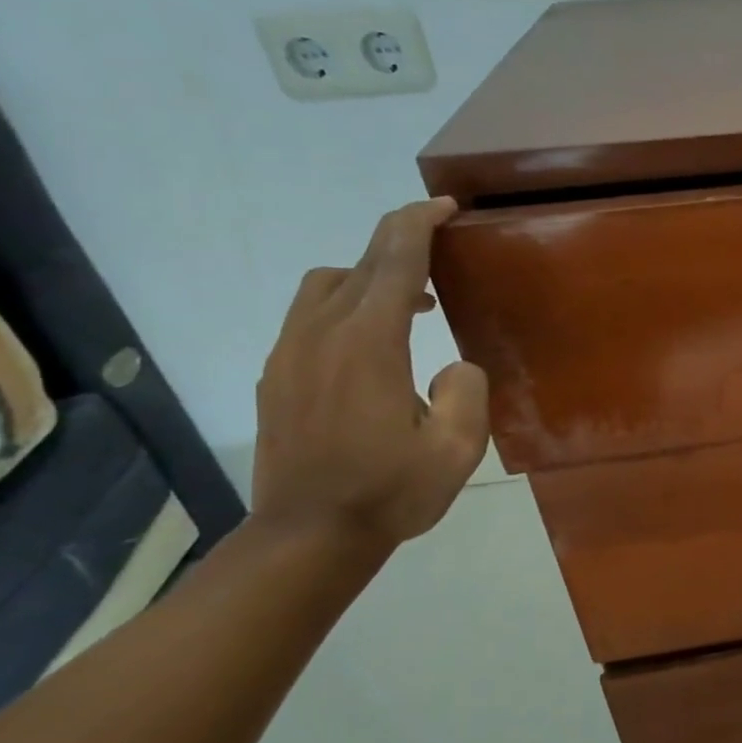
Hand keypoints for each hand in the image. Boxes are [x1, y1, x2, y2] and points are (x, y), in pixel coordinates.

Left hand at [252, 198, 489, 548]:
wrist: (308, 536)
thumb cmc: (390, 492)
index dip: (418, 225)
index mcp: (369, 345)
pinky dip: (346, 305)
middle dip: (399, 243)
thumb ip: (466, 391)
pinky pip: (310, 316)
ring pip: (326, 285)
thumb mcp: (458, 448)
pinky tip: (374, 343)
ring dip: (370, 277)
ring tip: (413, 302)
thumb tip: (450, 364)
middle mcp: (321, 336)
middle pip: (359, 265)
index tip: (443, 206)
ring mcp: (289, 354)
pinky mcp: (275, 376)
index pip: (394, 263)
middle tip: (439, 242)